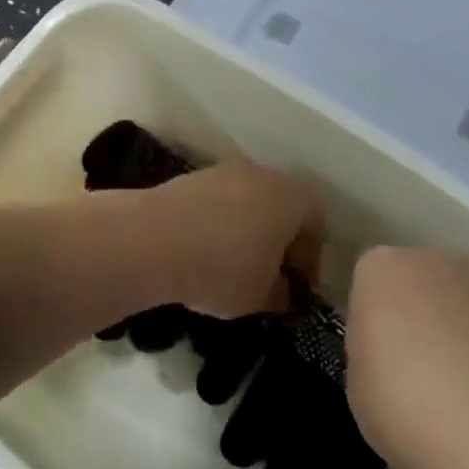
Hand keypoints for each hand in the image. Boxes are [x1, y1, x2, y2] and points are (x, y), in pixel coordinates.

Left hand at [136, 162, 322, 317]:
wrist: (151, 239)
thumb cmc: (222, 268)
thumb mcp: (261, 297)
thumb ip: (281, 293)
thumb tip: (282, 290)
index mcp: (293, 198)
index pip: (317, 224)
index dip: (309, 259)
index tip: (296, 287)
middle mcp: (265, 175)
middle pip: (283, 207)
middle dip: (279, 241)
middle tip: (269, 275)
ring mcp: (226, 171)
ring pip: (249, 203)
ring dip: (247, 231)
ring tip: (233, 266)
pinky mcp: (193, 177)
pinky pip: (219, 203)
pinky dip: (219, 224)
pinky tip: (204, 253)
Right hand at [344, 247, 468, 465]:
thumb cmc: (402, 402)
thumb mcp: (357, 383)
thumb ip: (372, 352)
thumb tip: (391, 353)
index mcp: (383, 269)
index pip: (372, 280)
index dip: (375, 317)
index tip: (377, 353)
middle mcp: (437, 261)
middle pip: (424, 281)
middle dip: (422, 314)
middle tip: (418, 367)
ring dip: (465, 330)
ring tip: (465, 389)